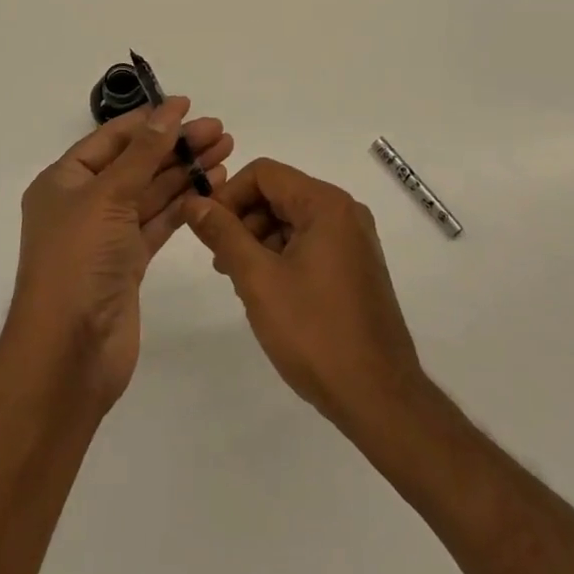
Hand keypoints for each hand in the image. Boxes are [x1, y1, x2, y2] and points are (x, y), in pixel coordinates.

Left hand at [6, 98, 232, 409]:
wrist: (68, 355)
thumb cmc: (77, 262)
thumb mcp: (107, 197)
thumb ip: (143, 153)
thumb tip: (168, 110)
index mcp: (64, 181)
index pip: (112, 138)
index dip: (150, 120)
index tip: (187, 106)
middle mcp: (84, 203)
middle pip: (136, 163)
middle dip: (176, 145)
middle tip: (220, 131)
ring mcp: (107, 234)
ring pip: (151, 192)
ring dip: (185, 172)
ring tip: (225, 152)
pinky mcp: (128, 263)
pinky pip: (159, 222)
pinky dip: (183, 204)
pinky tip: (211, 187)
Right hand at [184, 158, 423, 429]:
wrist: (380, 399)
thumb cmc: (316, 333)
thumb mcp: (259, 280)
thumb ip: (223, 234)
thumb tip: (194, 201)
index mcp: (326, 204)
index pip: (264, 174)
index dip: (229, 195)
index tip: (207, 230)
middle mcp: (344, 212)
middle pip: (279, 194)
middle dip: (243, 221)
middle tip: (220, 263)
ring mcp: (354, 241)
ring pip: (292, 220)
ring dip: (260, 241)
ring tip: (240, 282)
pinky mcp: (356, 267)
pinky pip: (310, 243)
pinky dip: (282, 257)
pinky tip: (268, 292)